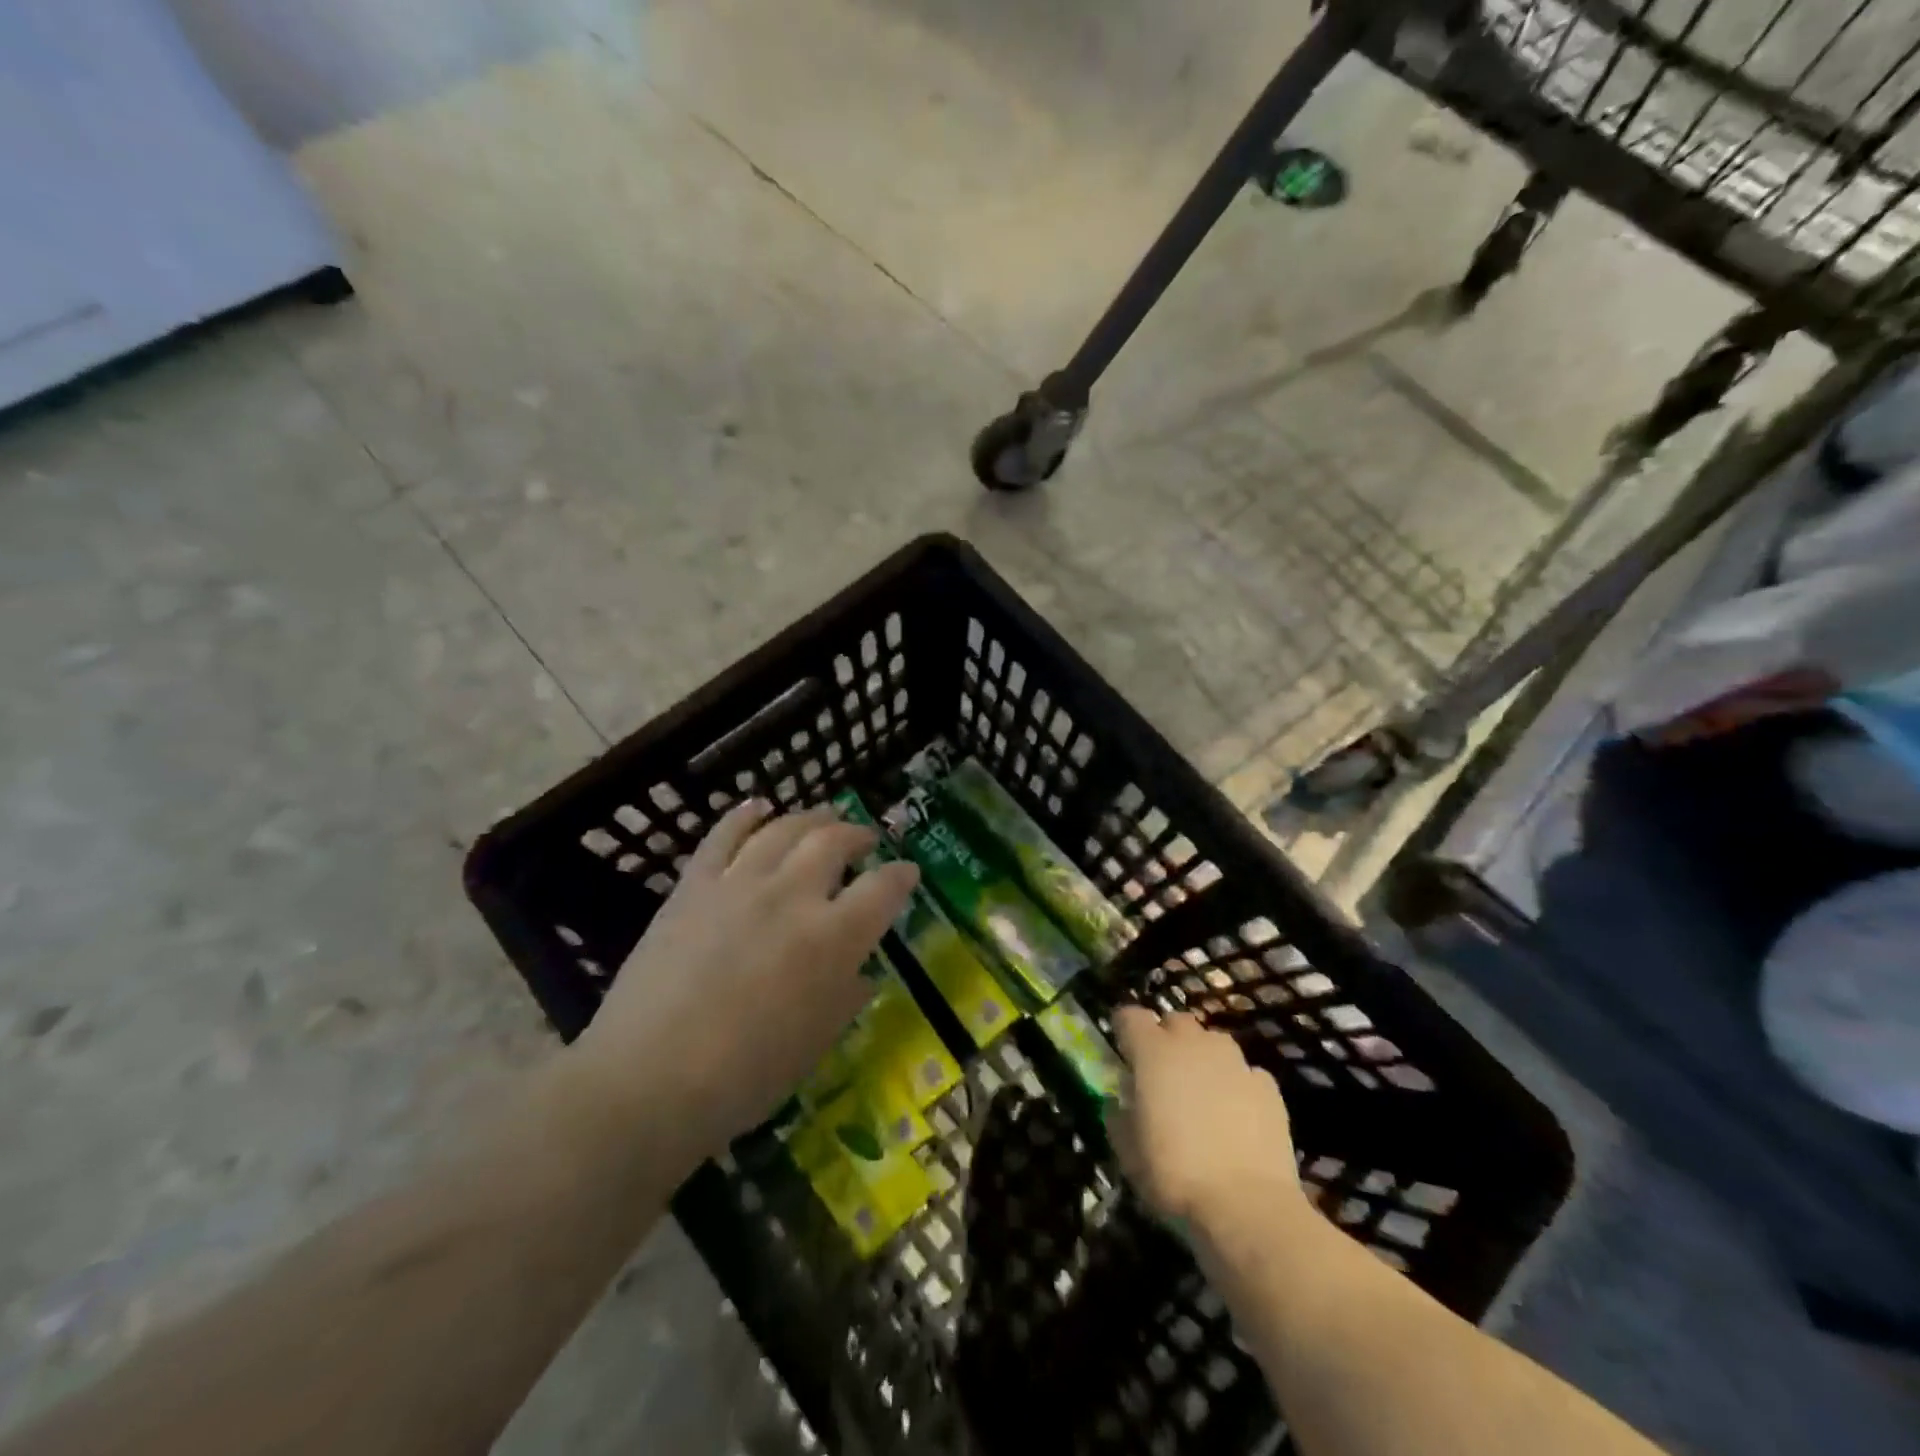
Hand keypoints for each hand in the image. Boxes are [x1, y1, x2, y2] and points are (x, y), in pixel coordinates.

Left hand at [566, 799, 918, 1163]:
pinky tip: (757, 806)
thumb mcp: (815, 1044)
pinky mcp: (694, 886)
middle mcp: (792, 896)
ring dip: (811, 817)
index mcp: (833, 938)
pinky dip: (744, 815)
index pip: (882, 889)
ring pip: (784, 829)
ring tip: (823, 816)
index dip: (901, 876)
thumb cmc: (745, 1076)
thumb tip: (859, 973)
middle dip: (857, 834)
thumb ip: (844, 998)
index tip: (908, 871)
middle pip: (833, 841)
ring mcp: (739, 884)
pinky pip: (723, 835)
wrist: (647, 1079)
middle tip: (864, 839)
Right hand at [1109, 1008, 1306, 1229]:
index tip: (1122, 1051)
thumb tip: (1120, 1101)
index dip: (1124, 1029)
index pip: (1130, 1016)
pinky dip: (1236, 1084)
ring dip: (1202, 1058)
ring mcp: (1234, 1062)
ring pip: (1213, 1042)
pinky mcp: (1267, 1086)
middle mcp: (1193, 1044)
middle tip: (1162, 1074)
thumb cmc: (1174, 1175)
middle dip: (1166, 1039)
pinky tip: (1237, 1116)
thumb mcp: (1127, 1152)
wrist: (1247, 1207)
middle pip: (1175, 1022)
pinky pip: (1244, 1072)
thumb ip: (1118, 1116)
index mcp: (1153, 1052)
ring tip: (1201, 1093)